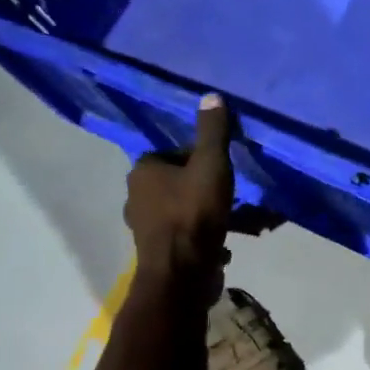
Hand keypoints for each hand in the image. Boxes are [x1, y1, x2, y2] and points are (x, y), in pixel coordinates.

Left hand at [124, 93, 234, 283]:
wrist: (182, 274)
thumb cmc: (193, 213)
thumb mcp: (210, 165)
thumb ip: (213, 132)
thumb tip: (211, 95)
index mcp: (143, 171)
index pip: (175, 153)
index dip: (201, 158)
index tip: (223, 169)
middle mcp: (136, 197)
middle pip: (179, 182)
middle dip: (205, 187)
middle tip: (230, 194)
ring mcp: (145, 228)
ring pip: (183, 211)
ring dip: (206, 215)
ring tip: (234, 221)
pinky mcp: (158, 253)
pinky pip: (185, 237)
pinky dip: (203, 238)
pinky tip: (224, 246)